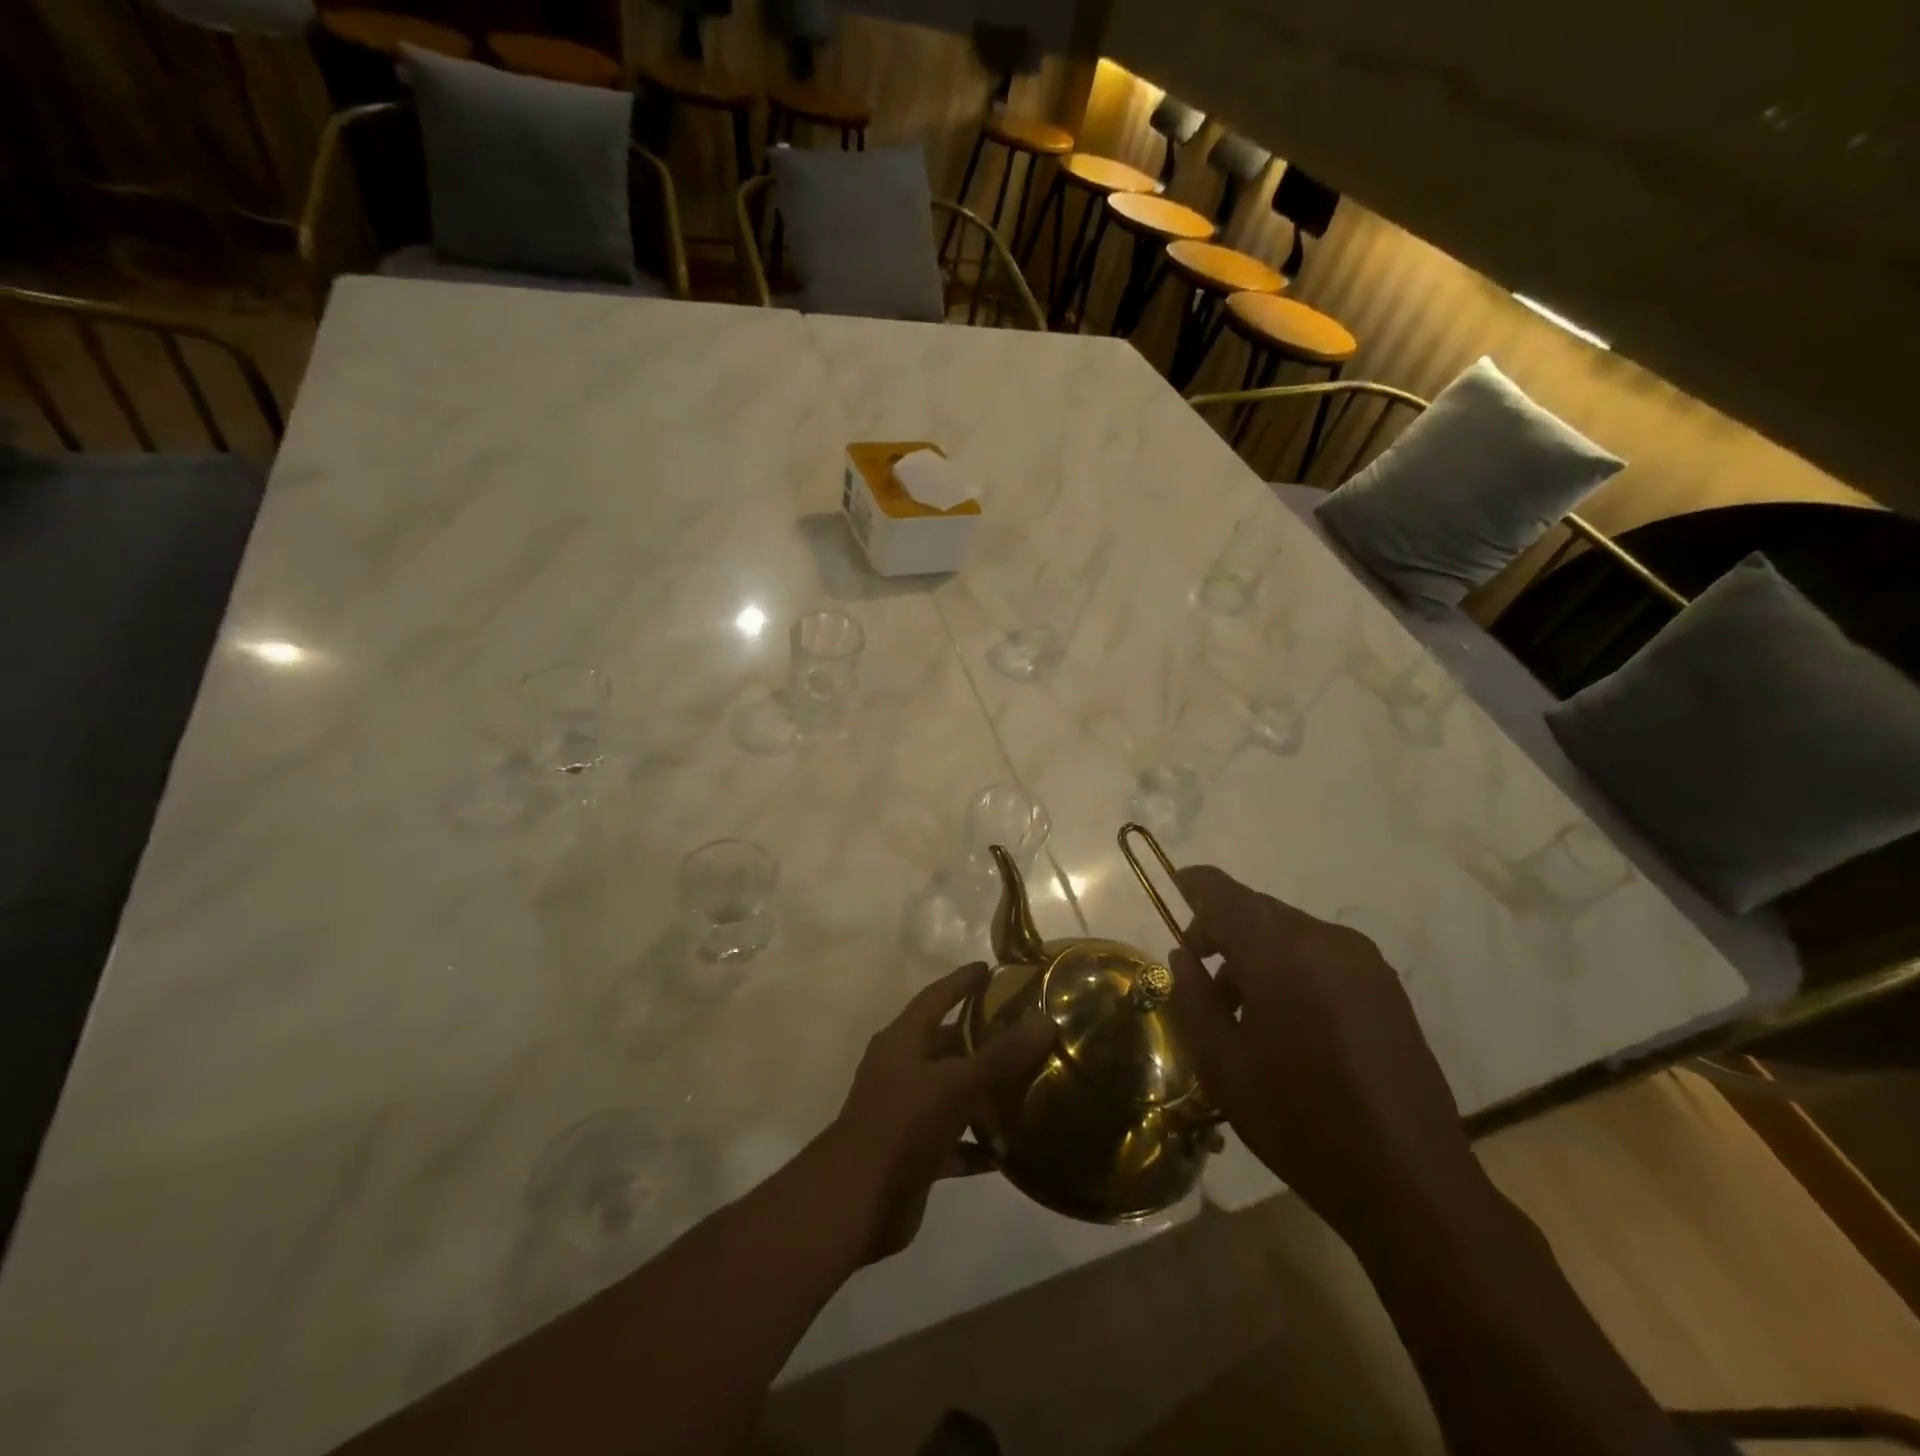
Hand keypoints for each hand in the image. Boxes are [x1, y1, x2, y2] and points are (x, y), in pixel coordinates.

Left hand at [824, 963, 1054, 1263]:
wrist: (856, 1203)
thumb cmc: (902, 1125)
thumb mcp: (955, 1084)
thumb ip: (1001, 1056)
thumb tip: (1047, 1021)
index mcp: (902, 1041)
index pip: (935, 997)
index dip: (961, 982)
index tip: (990, 968)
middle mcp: (902, 1070)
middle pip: (946, 1044)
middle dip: (981, 1038)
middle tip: (1024, 1030)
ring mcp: (906, 1113)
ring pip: (952, 1093)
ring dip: (984, 1092)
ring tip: (1028, 1085)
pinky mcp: (914, 1153)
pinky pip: (954, 1140)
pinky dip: (978, 1144)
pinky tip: (1011, 1150)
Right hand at [1164, 865, 1479, 1230]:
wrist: (1409, 1182)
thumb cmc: (1300, 1121)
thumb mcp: (1223, 1065)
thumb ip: (1193, 998)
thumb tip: (1182, 957)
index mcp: (1280, 953)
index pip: (1225, 894)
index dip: (1196, 885)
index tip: (1175, 886)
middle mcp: (1325, 940)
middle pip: (1259, 911)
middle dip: (1223, 929)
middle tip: (1200, 972)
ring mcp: (1363, 961)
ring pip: (1291, 932)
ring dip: (1257, 952)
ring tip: (1242, 1009)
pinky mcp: (1387, 986)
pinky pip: (1322, 954)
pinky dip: (1292, 965)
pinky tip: (1287, 1018)